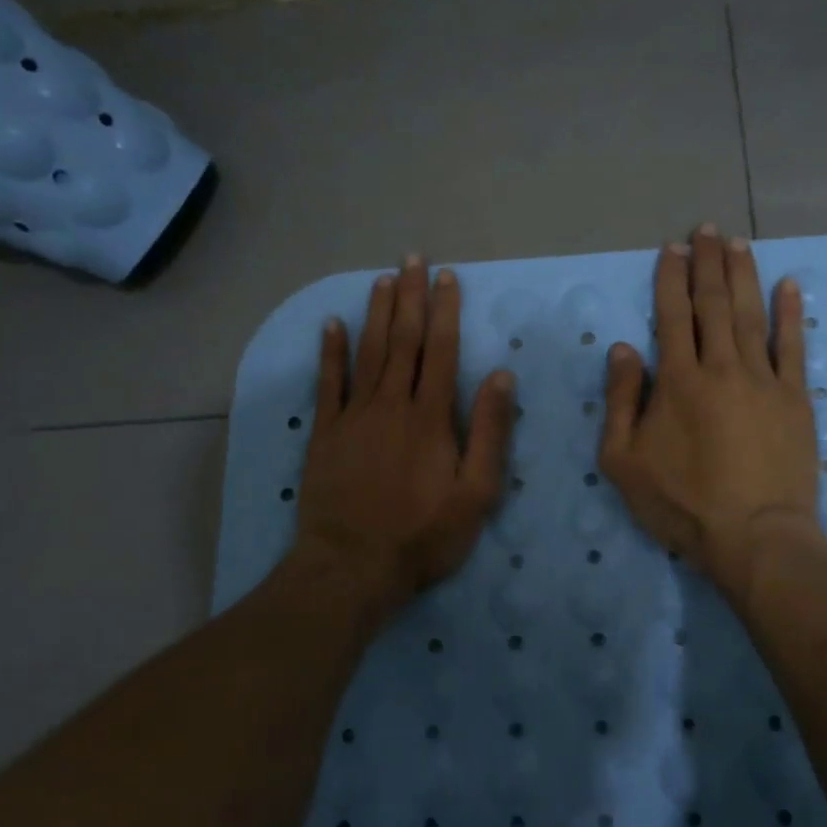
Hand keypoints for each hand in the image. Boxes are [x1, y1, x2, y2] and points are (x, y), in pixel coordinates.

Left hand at [295, 255, 517, 612]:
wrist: (353, 566)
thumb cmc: (425, 535)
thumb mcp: (477, 492)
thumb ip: (489, 431)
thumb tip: (500, 376)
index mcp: (431, 418)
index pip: (441, 351)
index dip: (444, 311)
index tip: (447, 278)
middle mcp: (392, 405)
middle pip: (403, 340)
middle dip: (410, 297)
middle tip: (413, 259)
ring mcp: (354, 417)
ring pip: (368, 353)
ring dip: (376, 313)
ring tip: (383, 279)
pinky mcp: (325, 434)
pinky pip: (328, 384)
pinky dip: (331, 352)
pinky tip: (331, 325)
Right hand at [598, 225, 825, 608]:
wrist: (754, 536)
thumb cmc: (682, 504)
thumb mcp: (623, 462)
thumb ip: (620, 401)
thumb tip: (623, 348)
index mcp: (677, 380)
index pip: (672, 316)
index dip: (671, 278)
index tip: (673, 249)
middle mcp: (721, 367)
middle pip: (713, 304)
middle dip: (708, 264)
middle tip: (707, 230)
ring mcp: (763, 380)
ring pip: (751, 315)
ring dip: (744, 276)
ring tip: (739, 244)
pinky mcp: (795, 399)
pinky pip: (793, 347)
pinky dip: (791, 313)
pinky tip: (789, 285)